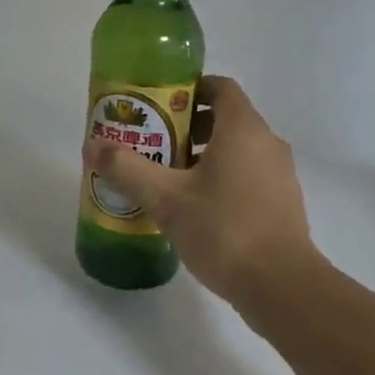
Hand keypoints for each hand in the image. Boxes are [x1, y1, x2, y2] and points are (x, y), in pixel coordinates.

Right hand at [82, 75, 318, 306]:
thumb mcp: (166, 199)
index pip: (220, 87)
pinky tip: (195, 208)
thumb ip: (127, 170)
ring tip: (168, 178)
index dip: (189, 89)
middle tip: (154, 143)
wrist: (282, 287)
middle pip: (226, 118)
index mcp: (243, 130)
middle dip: (187, 126)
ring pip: (237, 149)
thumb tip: (91, 147)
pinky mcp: (282, 203)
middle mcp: (267, 144)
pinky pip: (248, 175)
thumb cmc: (224, 230)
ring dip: (203, 155)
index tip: (158, 105)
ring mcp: (280, 175)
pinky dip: (222, 178)